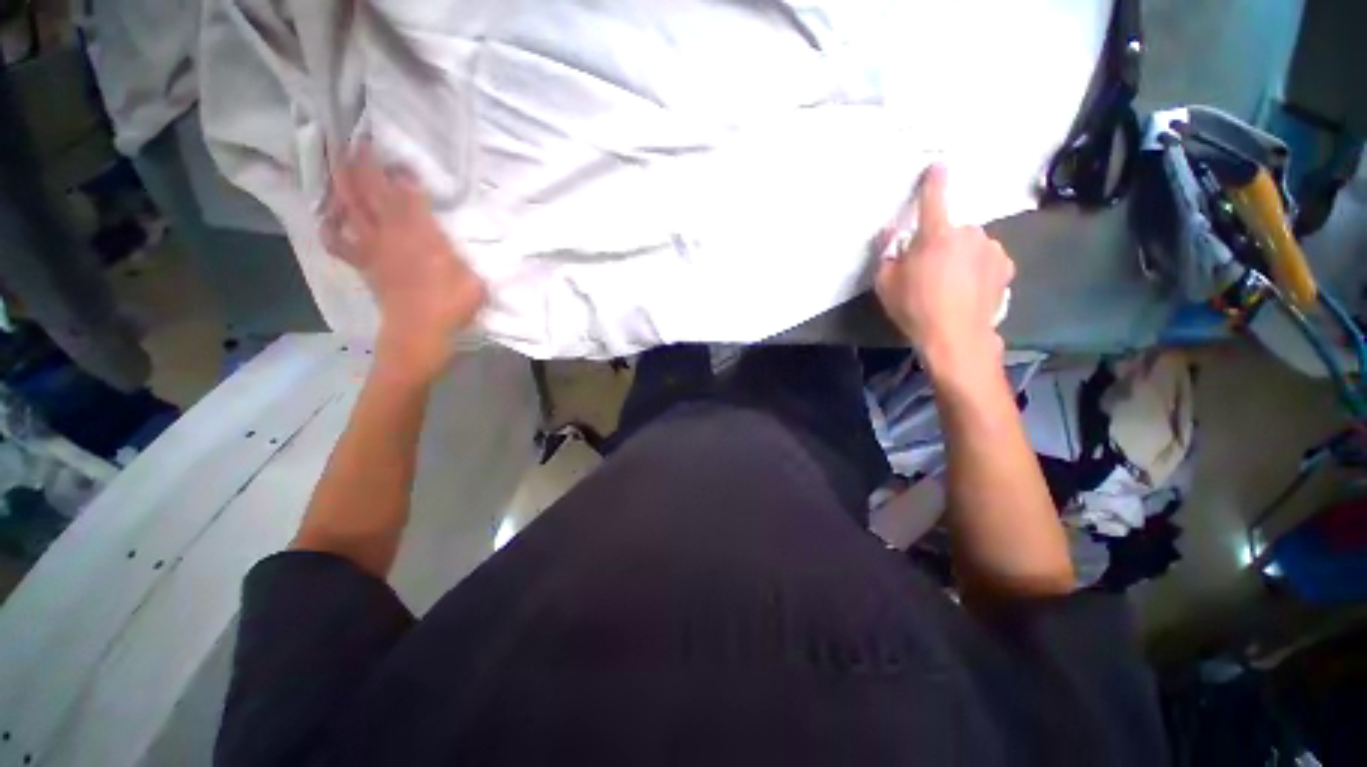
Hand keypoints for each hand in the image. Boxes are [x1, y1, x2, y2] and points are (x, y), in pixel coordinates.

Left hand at [323, 142, 485, 379]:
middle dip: (363, 163)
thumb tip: (459, 246)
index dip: (402, 172)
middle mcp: (392, 232)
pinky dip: (331, 226)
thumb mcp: (474, 280)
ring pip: (350, 207)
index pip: (407, 192)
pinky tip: (330, 215)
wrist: (420, 332)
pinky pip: (339, 241)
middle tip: (358, 140)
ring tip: (338, 163)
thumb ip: (465, 257)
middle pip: (371, 190)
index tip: (402, 158)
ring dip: (342, 183)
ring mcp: (373, 247)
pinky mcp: (364, 263)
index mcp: (421, 234)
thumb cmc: (451, 305)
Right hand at [875, 165, 1014, 382]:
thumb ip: (886, 254)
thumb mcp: (885, 284)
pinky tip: (969, 288)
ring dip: (960, 254)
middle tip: (929, 269)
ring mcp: (991, 248)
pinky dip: (977, 267)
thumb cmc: (915, 307)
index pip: (934, 197)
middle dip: (941, 242)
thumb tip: (891, 234)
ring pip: (970, 243)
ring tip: (950, 284)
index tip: (938, 166)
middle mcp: (968, 233)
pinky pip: (986, 258)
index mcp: (936, 234)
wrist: (955, 335)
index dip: (934, 180)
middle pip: (951, 229)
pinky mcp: (1005, 266)